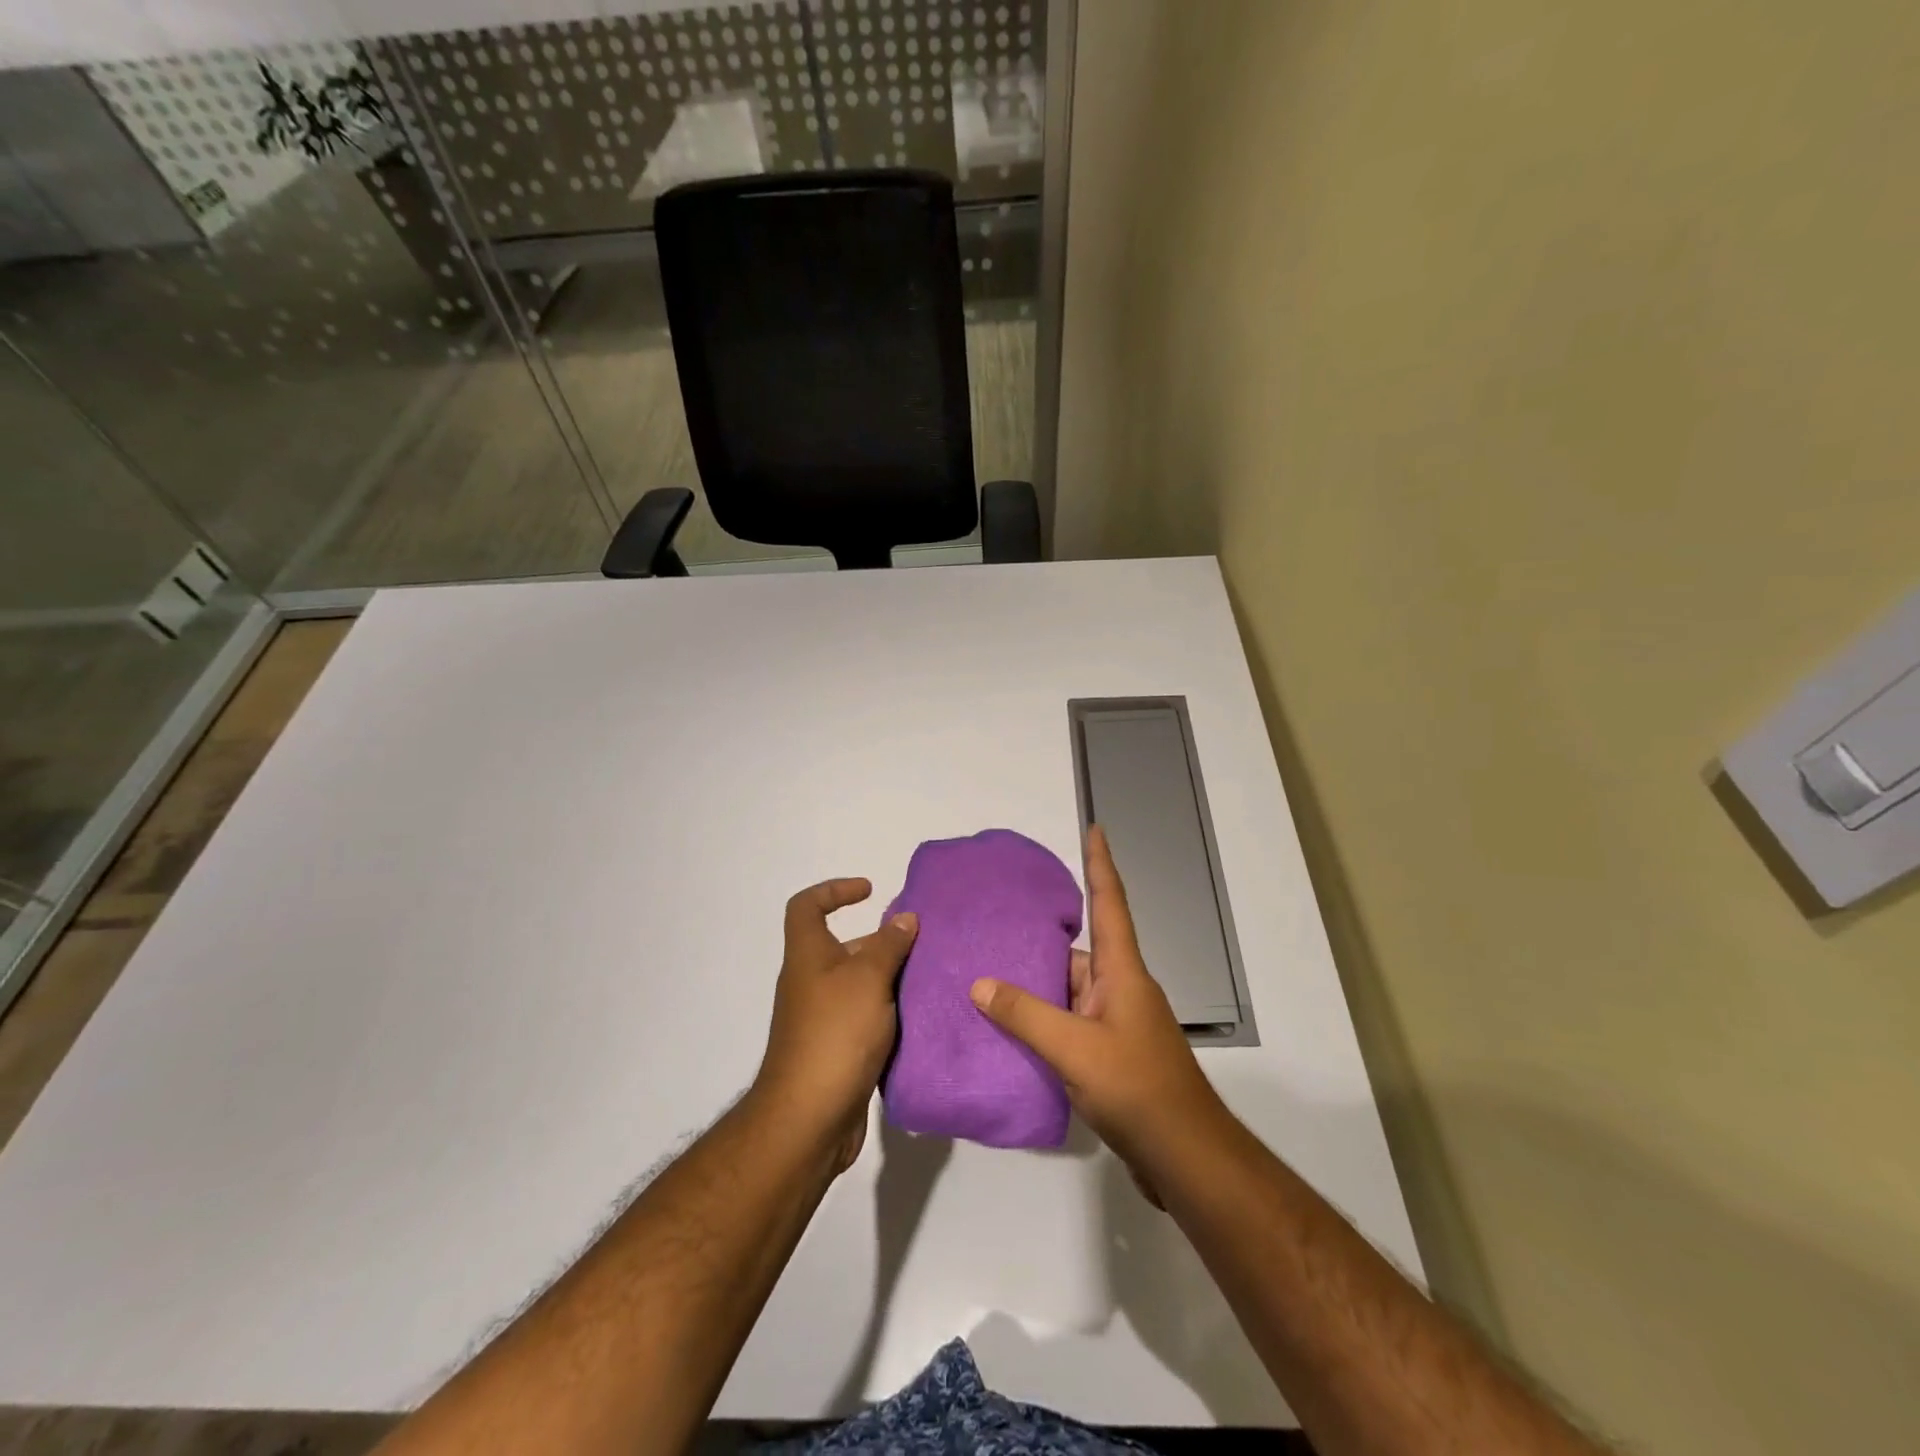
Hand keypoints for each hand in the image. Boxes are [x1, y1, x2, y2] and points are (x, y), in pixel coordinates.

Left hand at [752, 879, 917, 1174]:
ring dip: (890, 979)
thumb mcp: (868, 979)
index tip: (870, 891)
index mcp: (808, 956)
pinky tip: (920, 1018)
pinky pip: (865, 1018)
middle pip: (842, 946)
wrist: (809, 1119)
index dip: (834, 890)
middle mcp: (811, 983)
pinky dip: (888, 1013)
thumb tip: (904, 918)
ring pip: (859, 985)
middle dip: (881, 941)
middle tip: (922, 945)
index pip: (806, 907)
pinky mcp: (837, 1051)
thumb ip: (889, 946)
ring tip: (930, 979)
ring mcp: (822, 1019)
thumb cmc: (836, 1034)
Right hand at [969, 827, 1226, 1191]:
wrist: (1183, 1156)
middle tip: (996, 923)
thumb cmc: (1135, 1088)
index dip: (1100, 863)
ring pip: (1069, 990)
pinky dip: (1043, 1020)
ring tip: (987, 976)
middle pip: (1077, 950)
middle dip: (1040, 938)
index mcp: (1121, 971)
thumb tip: (980, 984)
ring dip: (1036, 986)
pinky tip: (1010, 1029)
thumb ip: (1025, 1015)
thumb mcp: (1073, 1048)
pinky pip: (1069, 1023)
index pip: (1109, 903)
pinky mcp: (1110, 1055)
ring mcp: (1117, 1023)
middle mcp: (1120, 989)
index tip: (1095, 829)